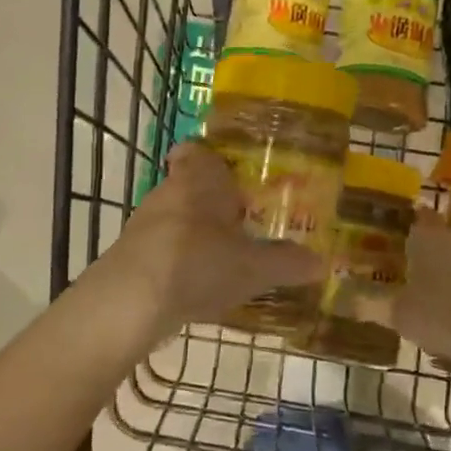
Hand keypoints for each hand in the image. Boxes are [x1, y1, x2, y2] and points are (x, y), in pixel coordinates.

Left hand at [88, 143, 320, 350]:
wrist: (131, 301)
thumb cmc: (199, 263)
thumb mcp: (254, 267)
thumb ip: (287, 262)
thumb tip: (320, 262)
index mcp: (199, 178)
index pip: (196, 150)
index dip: (211, 158)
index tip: (233, 174)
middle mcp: (168, 191)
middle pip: (190, 186)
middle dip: (213, 203)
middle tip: (244, 222)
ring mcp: (144, 223)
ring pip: (175, 218)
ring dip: (196, 234)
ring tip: (226, 258)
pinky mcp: (130, 255)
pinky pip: (162, 248)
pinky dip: (178, 261)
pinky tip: (198, 286)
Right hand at [393, 211, 450, 379]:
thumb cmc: (436, 315)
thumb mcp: (399, 314)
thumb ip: (385, 303)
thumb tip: (367, 300)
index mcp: (428, 238)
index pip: (421, 217)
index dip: (413, 222)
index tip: (404, 230)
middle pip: (442, 239)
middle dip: (430, 252)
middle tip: (413, 269)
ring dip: (450, 274)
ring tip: (434, 297)